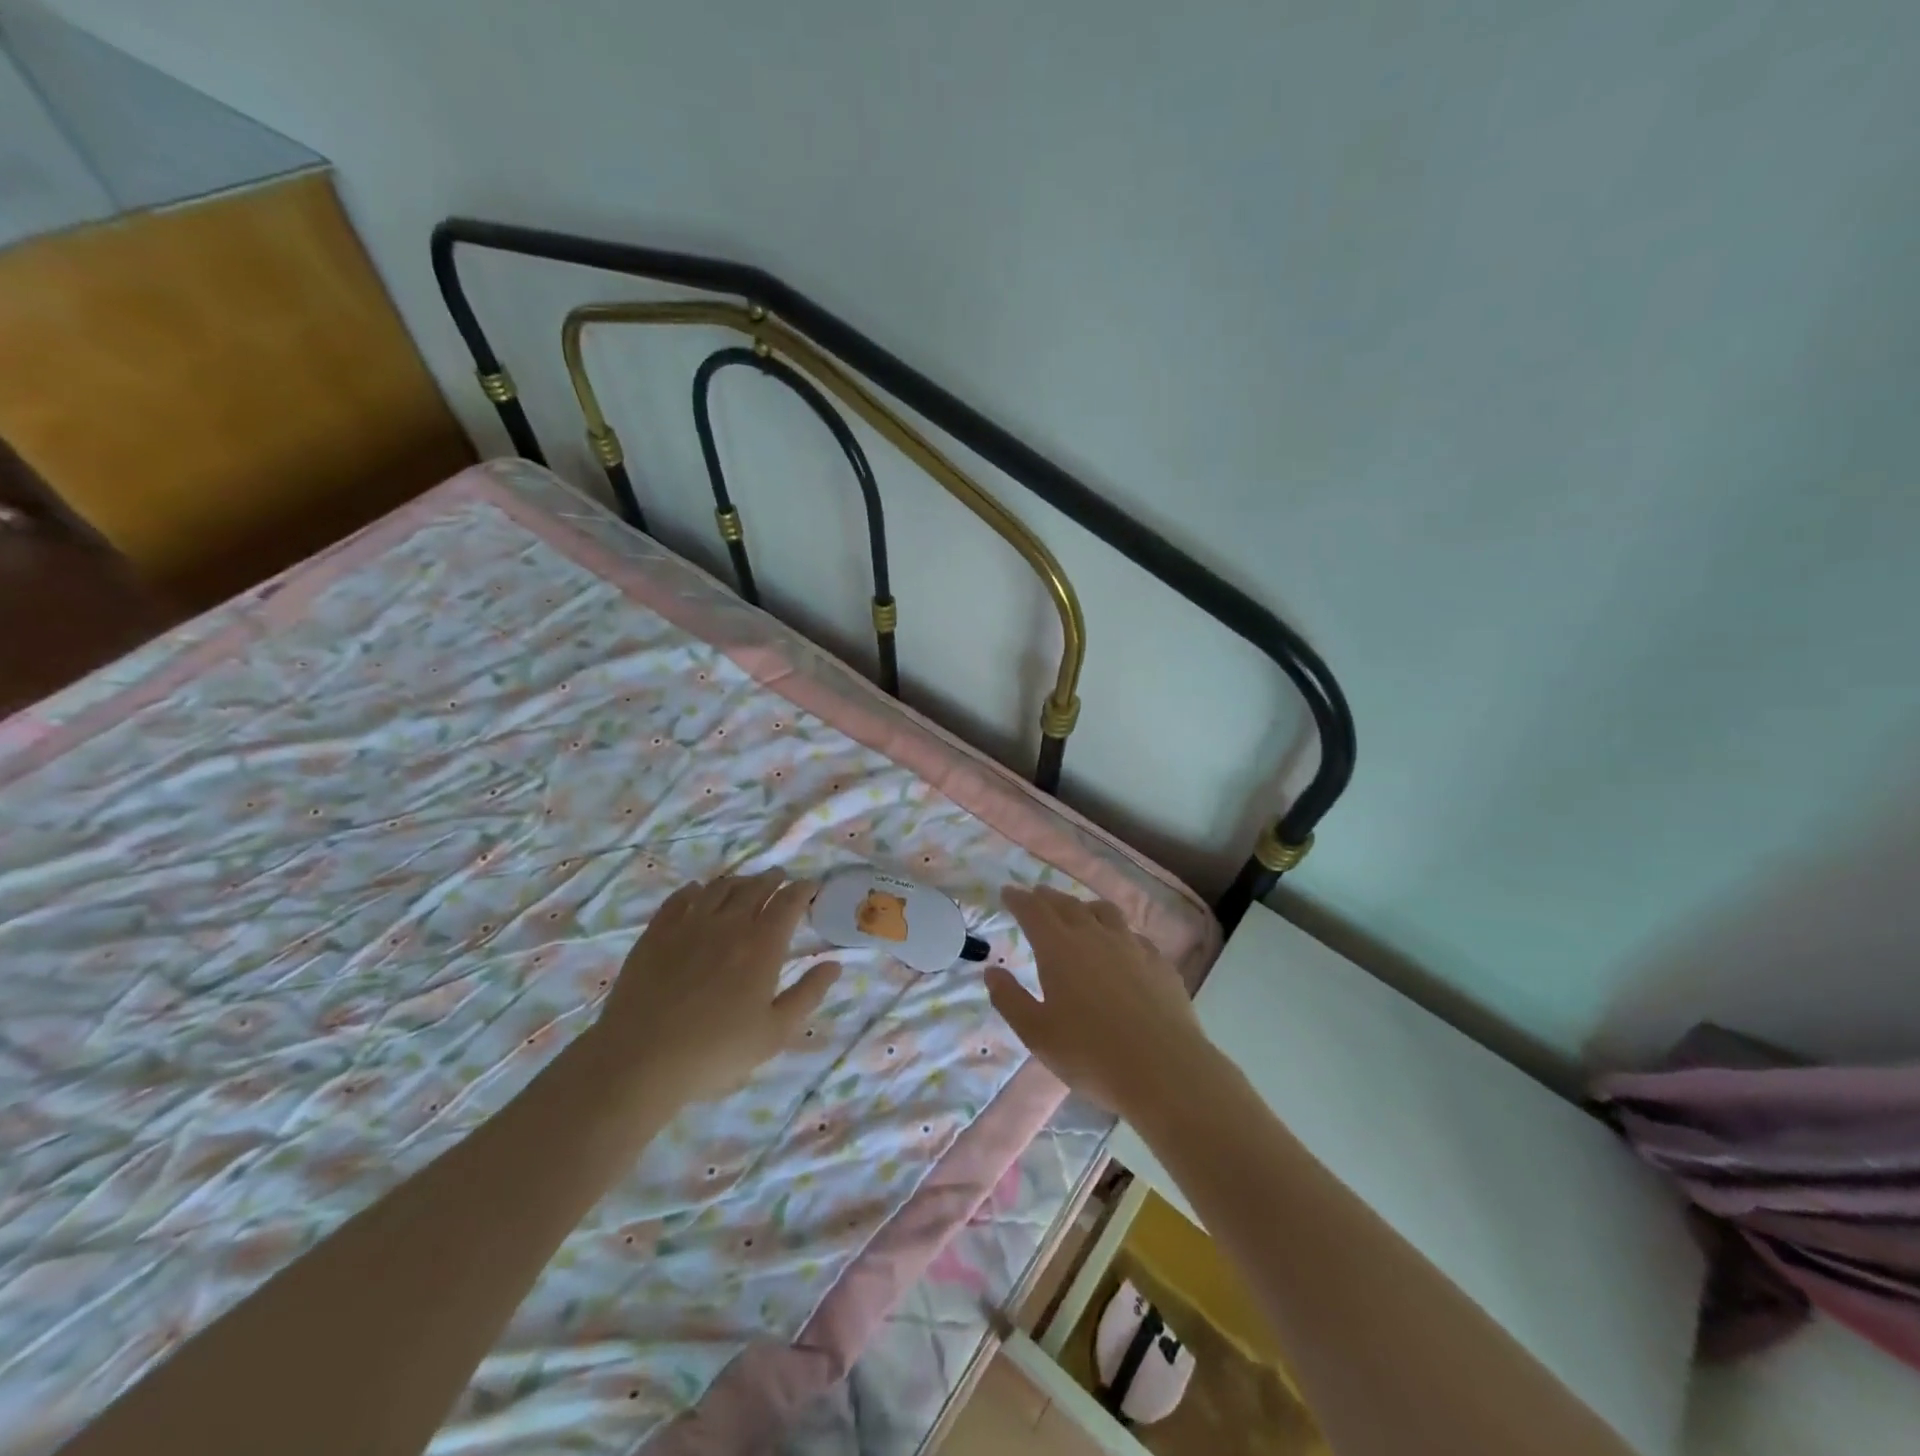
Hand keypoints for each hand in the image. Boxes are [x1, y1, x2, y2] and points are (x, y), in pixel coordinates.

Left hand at [592, 871, 839, 1105]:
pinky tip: (696, 892)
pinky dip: (694, 891)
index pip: (788, 903)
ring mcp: (689, 925)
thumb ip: (808, 994)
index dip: (802, 890)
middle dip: (772, 879)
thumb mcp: (775, 1032)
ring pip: (718, 888)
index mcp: (762, 945)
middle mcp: (728, 924)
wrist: (640, 1059)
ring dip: (737, 881)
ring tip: (744, 883)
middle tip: (779, 877)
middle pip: (754, 888)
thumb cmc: (716, 1051)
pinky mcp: (656, 934)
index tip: (810, 886)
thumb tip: (834, 964)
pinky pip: (679, 899)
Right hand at [986, 885, 1211, 1120]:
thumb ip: (1010, 999)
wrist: (1164, 1070)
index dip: (1018, 899)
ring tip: (1079, 912)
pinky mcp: (1159, 962)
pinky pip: (1133, 935)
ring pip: (1104, 912)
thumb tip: (992, 971)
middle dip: (1048, 898)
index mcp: (1059, 948)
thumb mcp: (1036, 1033)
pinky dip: (1118, 932)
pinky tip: (1121, 946)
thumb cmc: (1090, 1054)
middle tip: (1037, 895)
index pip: (1033, 911)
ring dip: (1085, 907)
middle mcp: (1094, 935)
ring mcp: (1131, 945)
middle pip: (1067, 905)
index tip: (1008, 892)